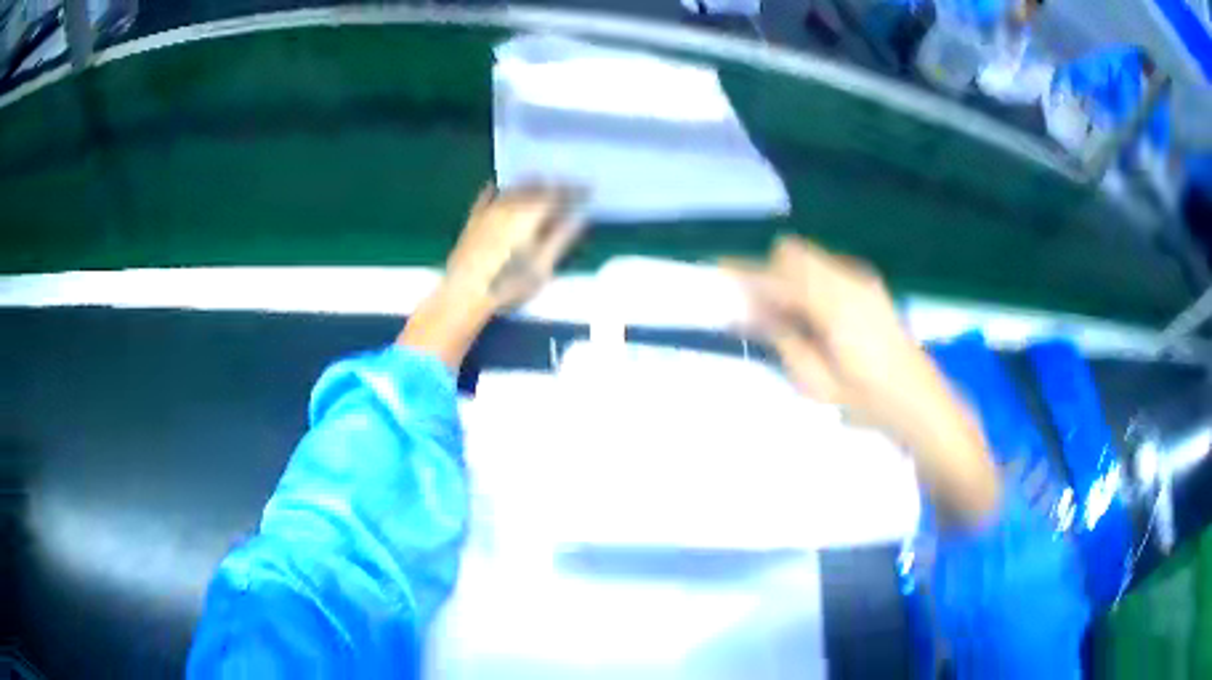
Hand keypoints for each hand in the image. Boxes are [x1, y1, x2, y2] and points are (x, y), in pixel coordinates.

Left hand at [443, 183, 586, 313]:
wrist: (463, 293)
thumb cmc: (507, 285)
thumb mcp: (542, 266)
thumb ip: (560, 238)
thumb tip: (578, 218)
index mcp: (531, 214)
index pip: (559, 195)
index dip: (576, 191)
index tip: (589, 190)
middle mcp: (511, 205)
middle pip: (537, 187)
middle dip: (556, 185)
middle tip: (570, 188)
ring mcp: (489, 210)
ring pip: (515, 188)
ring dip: (532, 184)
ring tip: (544, 184)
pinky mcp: (474, 219)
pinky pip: (488, 195)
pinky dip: (500, 189)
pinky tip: (500, 187)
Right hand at [729, 236, 1000, 523]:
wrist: (920, 403)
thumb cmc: (867, 401)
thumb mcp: (817, 381)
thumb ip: (781, 337)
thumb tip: (745, 311)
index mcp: (832, 304)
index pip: (776, 276)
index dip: (744, 275)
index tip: (718, 277)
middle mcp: (847, 279)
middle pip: (792, 252)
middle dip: (769, 273)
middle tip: (758, 310)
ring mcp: (862, 280)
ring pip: (810, 258)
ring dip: (790, 277)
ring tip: (787, 318)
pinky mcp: (870, 286)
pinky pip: (827, 270)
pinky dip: (810, 283)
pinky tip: (816, 319)